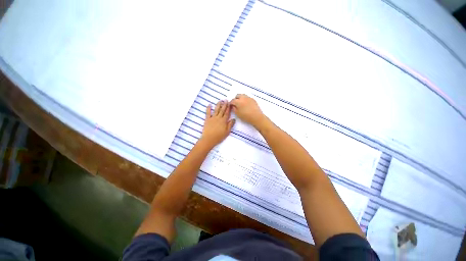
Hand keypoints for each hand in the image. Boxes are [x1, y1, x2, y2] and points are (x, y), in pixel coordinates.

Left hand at [199, 100, 235, 147]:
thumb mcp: (227, 132)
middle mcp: (218, 118)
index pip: (227, 113)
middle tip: (226, 99)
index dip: (228, 108)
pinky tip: (209, 104)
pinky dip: (208, 108)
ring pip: (216, 110)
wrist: (209, 139)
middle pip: (222, 110)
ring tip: (220, 100)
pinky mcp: (207, 119)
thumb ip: (230, 125)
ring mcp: (212, 118)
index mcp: (224, 121)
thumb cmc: (219, 136)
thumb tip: (234, 119)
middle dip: (224, 104)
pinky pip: (208, 113)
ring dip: (218, 105)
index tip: (230, 103)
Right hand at [230, 94, 265, 126]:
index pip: (232, 100)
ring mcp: (248, 98)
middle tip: (235, 104)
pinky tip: (246, 104)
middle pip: (237, 95)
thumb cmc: (246, 116)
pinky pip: (247, 97)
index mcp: (238, 101)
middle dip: (235, 99)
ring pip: (242, 95)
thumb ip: (234, 109)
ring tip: (240, 103)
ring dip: (240, 98)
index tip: (230, 106)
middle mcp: (243, 98)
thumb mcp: (237, 114)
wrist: (256, 117)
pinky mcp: (253, 99)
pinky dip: (245, 99)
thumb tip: (233, 106)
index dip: (230, 103)